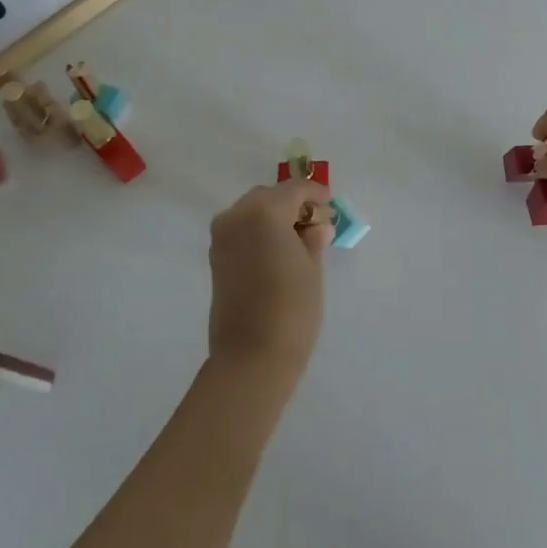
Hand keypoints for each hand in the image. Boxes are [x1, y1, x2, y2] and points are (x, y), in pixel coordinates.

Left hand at [207, 181, 332, 380]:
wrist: (251, 357)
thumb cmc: (291, 309)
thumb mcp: (312, 268)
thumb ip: (313, 238)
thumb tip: (317, 225)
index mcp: (265, 211)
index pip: (295, 189)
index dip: (316, 194)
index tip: (330, 206)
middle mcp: (237, 215)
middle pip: (271, 196)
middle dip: (293, 204)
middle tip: (316, 225)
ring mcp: (222, 235)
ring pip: (253, 210)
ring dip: (275, 217)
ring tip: (298, 240)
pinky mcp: (216, 256)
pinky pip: (241, 229)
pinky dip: (259, 231)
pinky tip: (277, 252)